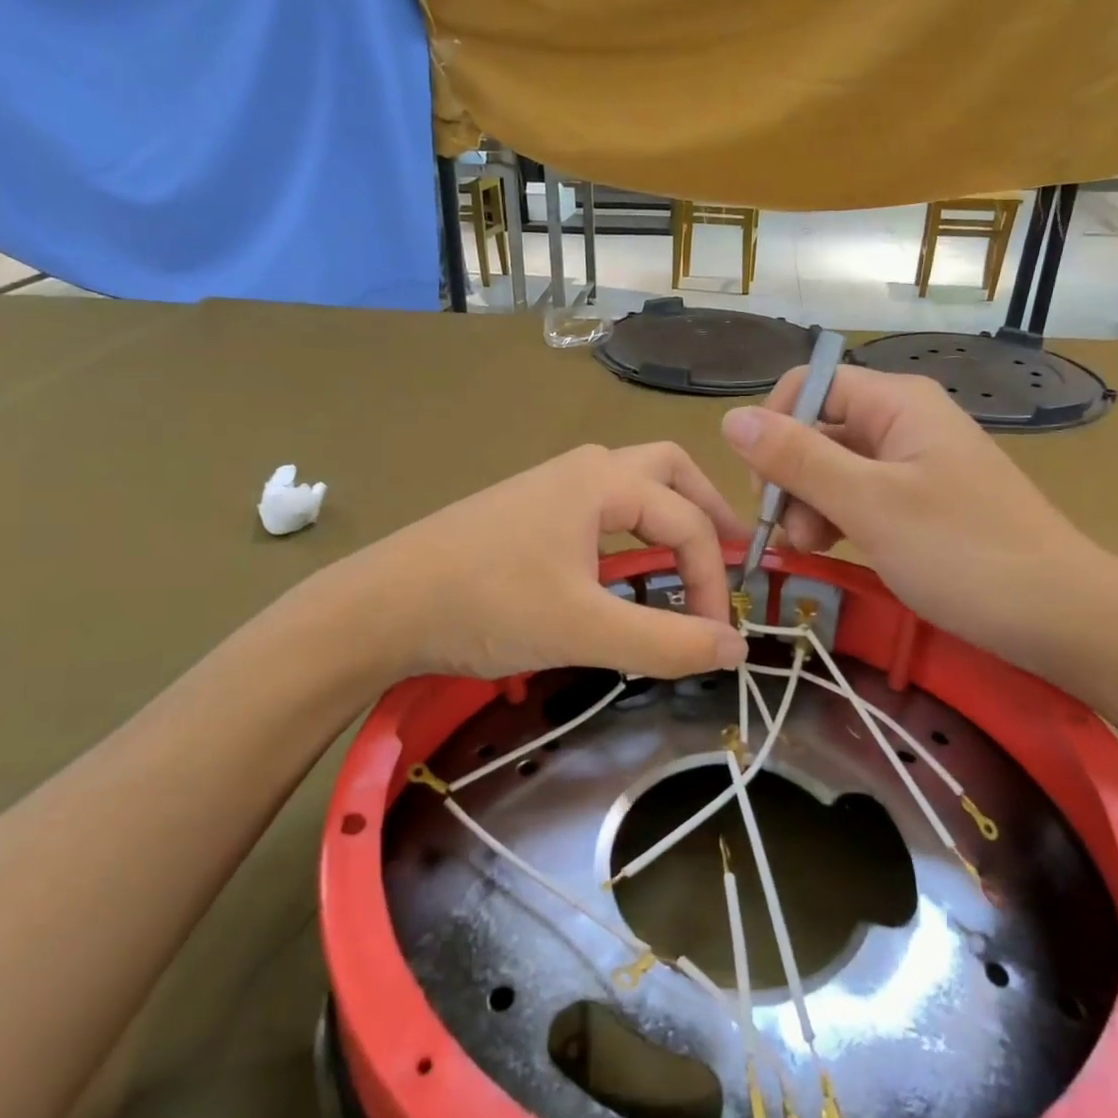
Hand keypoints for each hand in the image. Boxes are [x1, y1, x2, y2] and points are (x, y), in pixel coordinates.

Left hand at [349, 443, 751, 680]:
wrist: (380, 607)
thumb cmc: (486, 605)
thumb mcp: (584, 628)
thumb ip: (665, 641)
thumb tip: (737, 649)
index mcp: (603, 481)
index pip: (687, 522)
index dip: (713, 579)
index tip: (716, 636)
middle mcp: (582, 469)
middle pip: (668, 471)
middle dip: (707, 510)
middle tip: (732, 554)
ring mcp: (549, 487)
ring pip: (632, 484)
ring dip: (670, 514)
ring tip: (690, 556)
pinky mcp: (527, 512)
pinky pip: (600, 507)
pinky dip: (633, 527)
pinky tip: (625, 565)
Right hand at [720, 366, 1115, 667]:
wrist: (1061, 617)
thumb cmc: (963, 552)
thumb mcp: (870, 504)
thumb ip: (798, 459)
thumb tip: (729, 418)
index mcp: (896, 403)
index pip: (808, 387)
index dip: (773, 429)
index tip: (764, 489)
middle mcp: (903, 422)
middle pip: (817, 429)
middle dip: (790, 478)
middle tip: (790, 536)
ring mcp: (913, 464)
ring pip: (832, 468)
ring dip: (808, 505)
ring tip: (811, 550)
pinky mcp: (919, 503)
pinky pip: (859, 497)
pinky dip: (836, 520)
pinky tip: (832, 550)